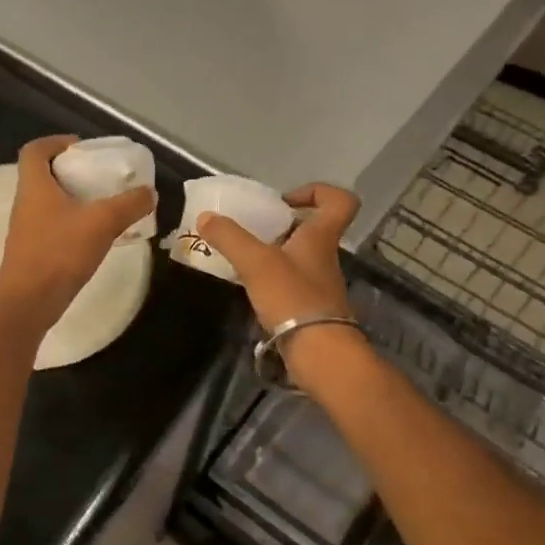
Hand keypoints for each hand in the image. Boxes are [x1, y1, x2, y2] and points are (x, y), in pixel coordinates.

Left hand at [0, 136, 155, 332]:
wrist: (28, 303)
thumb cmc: (59, 253)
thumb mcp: (102, 223)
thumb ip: (129, 204)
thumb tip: (149, 192)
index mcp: (34, 186)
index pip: (34, 150)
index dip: (55, 142)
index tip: (80, 148)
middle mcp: (25, 203)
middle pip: (43, 175)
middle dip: (71, 172)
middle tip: (100, 177)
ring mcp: (26, 229)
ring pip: (49, 203)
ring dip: (73, 199)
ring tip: (104, 206)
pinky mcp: (32, 252)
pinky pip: (53, 226)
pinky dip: (72, 223)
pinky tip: (95, 236)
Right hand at [198, 184, 360, 336]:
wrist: (319, 352)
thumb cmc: (293, 297)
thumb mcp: (256, 262)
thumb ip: (230, 237)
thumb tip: (205, 217)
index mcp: (320, 237)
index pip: (340, 201)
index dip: (317, 192)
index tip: (285, 201)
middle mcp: (324, 257)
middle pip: (312, 229)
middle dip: (282, 225)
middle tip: (253, 229)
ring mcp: (318, 284)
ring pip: (299, 256)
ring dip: (273, 253)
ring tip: (243, 258)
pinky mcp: (309, 307)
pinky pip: (290, 282)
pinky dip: (271, 279)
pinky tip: (249, 286)